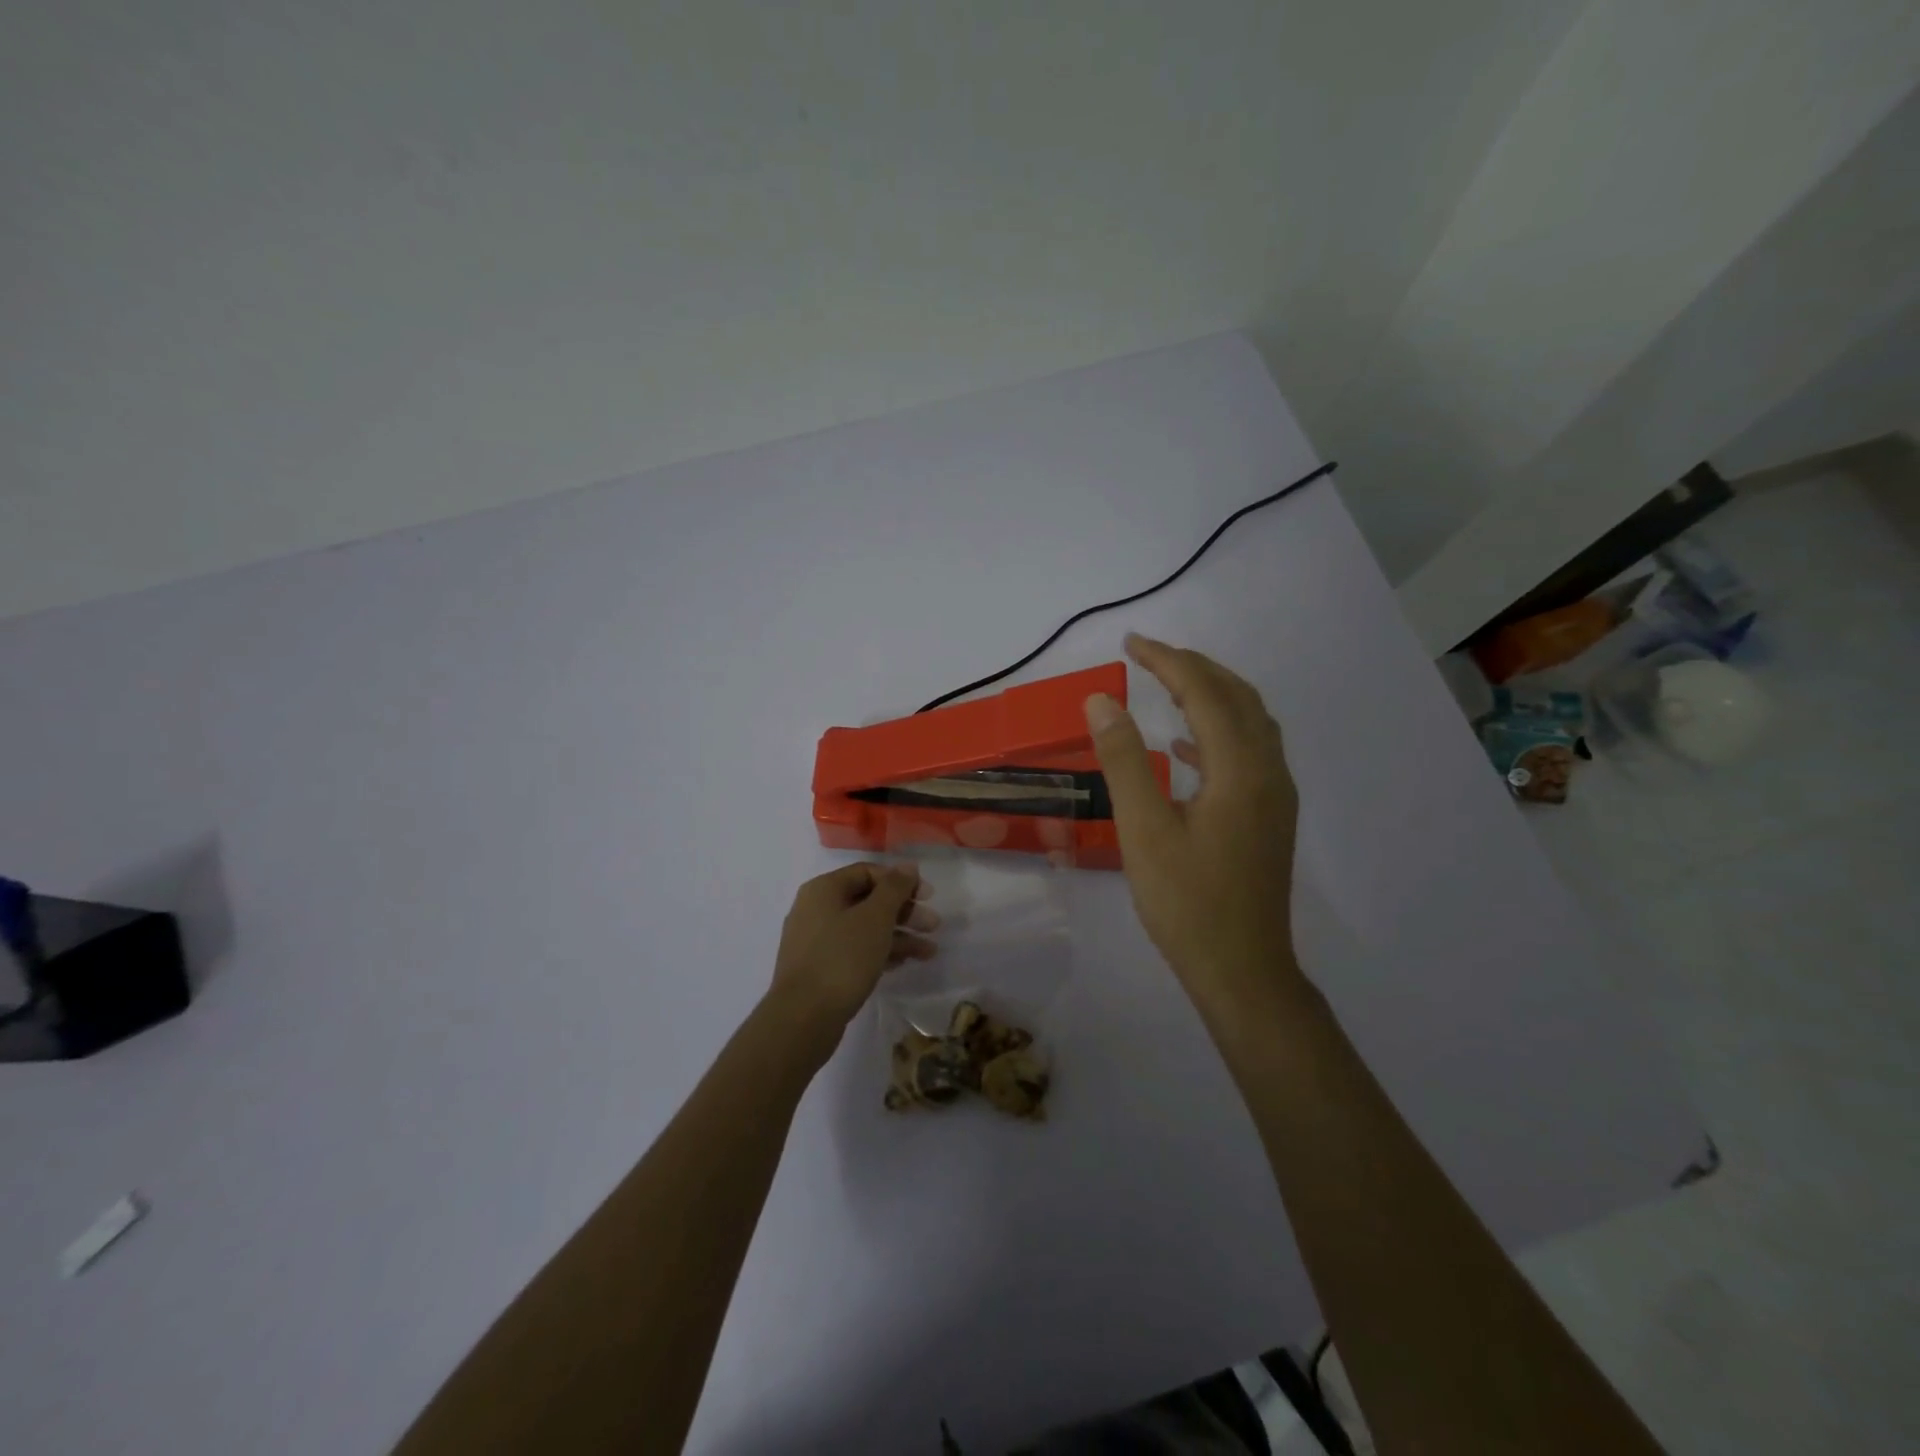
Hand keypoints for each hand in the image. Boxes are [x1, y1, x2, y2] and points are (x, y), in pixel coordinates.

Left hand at [766, 863, 937, 1048]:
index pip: (868, 872)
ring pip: (863, 929)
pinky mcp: (820, 969)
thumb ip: (894, 888)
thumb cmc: (842, 958)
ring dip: (898, 936)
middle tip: (933, 926)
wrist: (803, 1018)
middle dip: (903, 912)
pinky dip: (880, 953)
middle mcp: (816, 909)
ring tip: (928, 952)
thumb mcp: (875, 918)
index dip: (900, 881)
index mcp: (823, 890)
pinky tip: (903, 964)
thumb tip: (908, 866)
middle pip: (867, 901)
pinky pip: (855, 951)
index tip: (928, 897)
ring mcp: (815, 941)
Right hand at [1085, 634, 1300, 1000]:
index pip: (1205, 693)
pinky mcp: (1270, 817)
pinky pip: (1249, 753)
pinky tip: (1184, 748)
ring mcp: (1275, 796)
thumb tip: (1102, 700)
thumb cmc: (1187, 902)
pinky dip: (1217, 733)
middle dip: (1193, 667)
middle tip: (1147, 655)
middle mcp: (1268, 772)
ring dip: (1211, 694)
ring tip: (1166, 685)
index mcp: (1241, 769)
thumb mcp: (1144, 829)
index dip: (1167, 660)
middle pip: (1238, 698)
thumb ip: (1124, 760)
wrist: (1243, 970)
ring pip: (1250, 723)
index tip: (1129, 643)